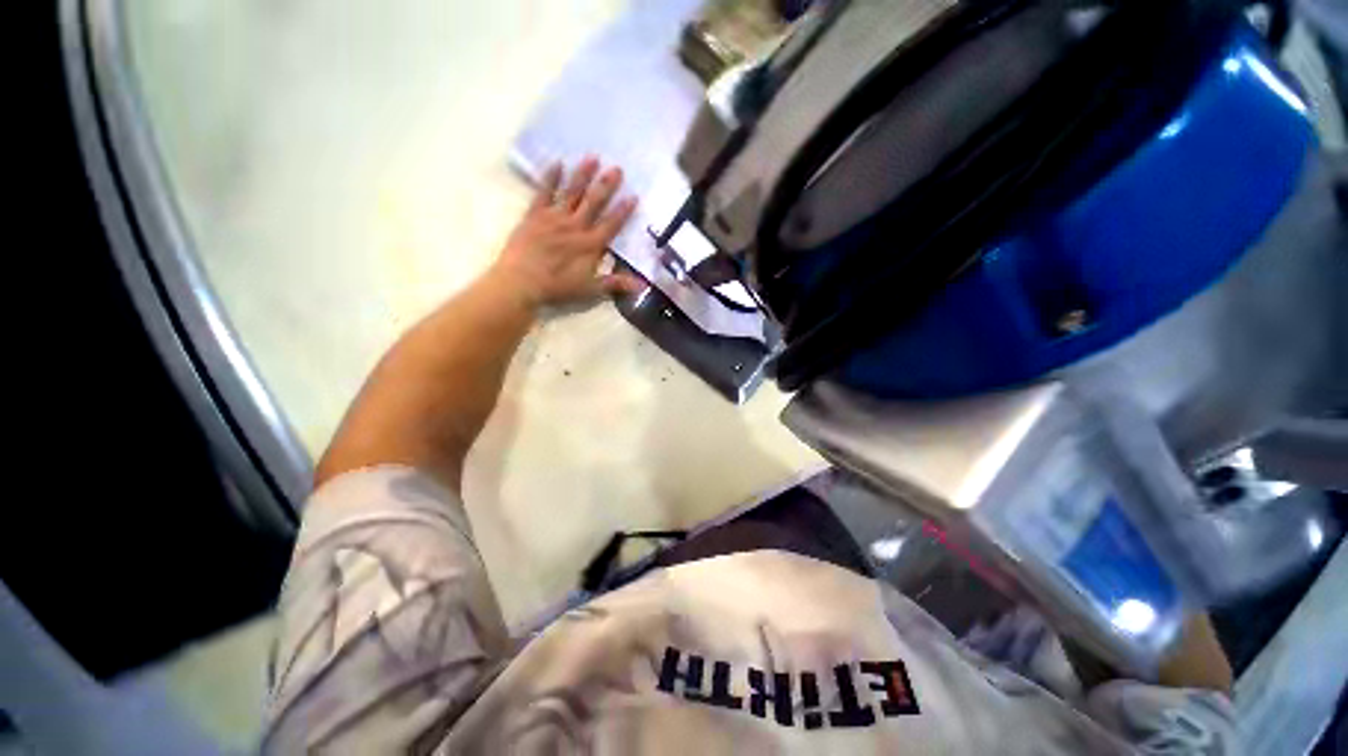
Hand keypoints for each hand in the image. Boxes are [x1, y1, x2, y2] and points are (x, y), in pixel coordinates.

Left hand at [490, 157, 642, 309]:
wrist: (521, 281)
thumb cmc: (558, 287)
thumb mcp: (590, 289)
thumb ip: (615, 283)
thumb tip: (642, 285)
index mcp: (590, 244)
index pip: (611, 224)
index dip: (623, 211)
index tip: (633, 196)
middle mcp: (575, 226)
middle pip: (594, 202)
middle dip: (606, 185)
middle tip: (617, 168)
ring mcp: (554, 218)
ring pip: (572, 192)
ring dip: (583, 175)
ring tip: (593, 158)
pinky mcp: (535, 215)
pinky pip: (544, 192)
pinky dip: (551, 178)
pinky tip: (557, 164)